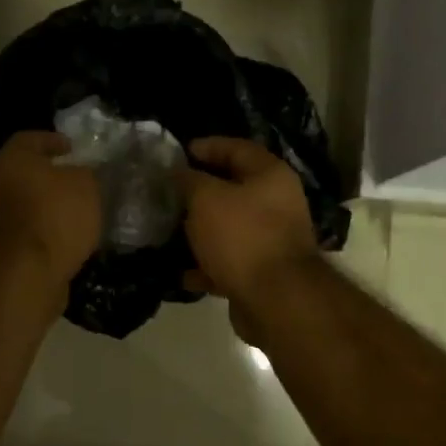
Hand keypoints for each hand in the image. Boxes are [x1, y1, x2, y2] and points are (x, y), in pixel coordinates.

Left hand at [0, 131, 101, 287]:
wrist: (26, 272)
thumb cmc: (55, 215)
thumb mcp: (84, 185)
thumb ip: (82, 173)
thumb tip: (77, 174)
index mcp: (12, 159)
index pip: (30, 139)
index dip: (52, 141)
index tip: (71, 148)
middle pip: (24, 172)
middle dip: (48, 176)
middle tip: (74, 180)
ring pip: (25, 202)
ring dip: (46, 205)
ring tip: (75, 211)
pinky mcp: (2, 247)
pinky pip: (27, 229)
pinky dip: (43, 229)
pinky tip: (65, 236)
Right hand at [179, 137, 321, 307]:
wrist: (275, 299)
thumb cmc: (241, 236)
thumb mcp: (206, 199)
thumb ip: (189, 180)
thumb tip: (179, 172)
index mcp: (270, 176)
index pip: (236, 148)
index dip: (207, 146)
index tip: (178, 153)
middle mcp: (277, 203)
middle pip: (233, 189)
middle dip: (199, 192)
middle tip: (168, 193)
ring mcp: (271, 240)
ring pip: (229, 228)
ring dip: (200, 231)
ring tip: (169, 232)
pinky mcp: (262, 272)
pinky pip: (228, 262)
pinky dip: (207, 265)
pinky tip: (182, 273)